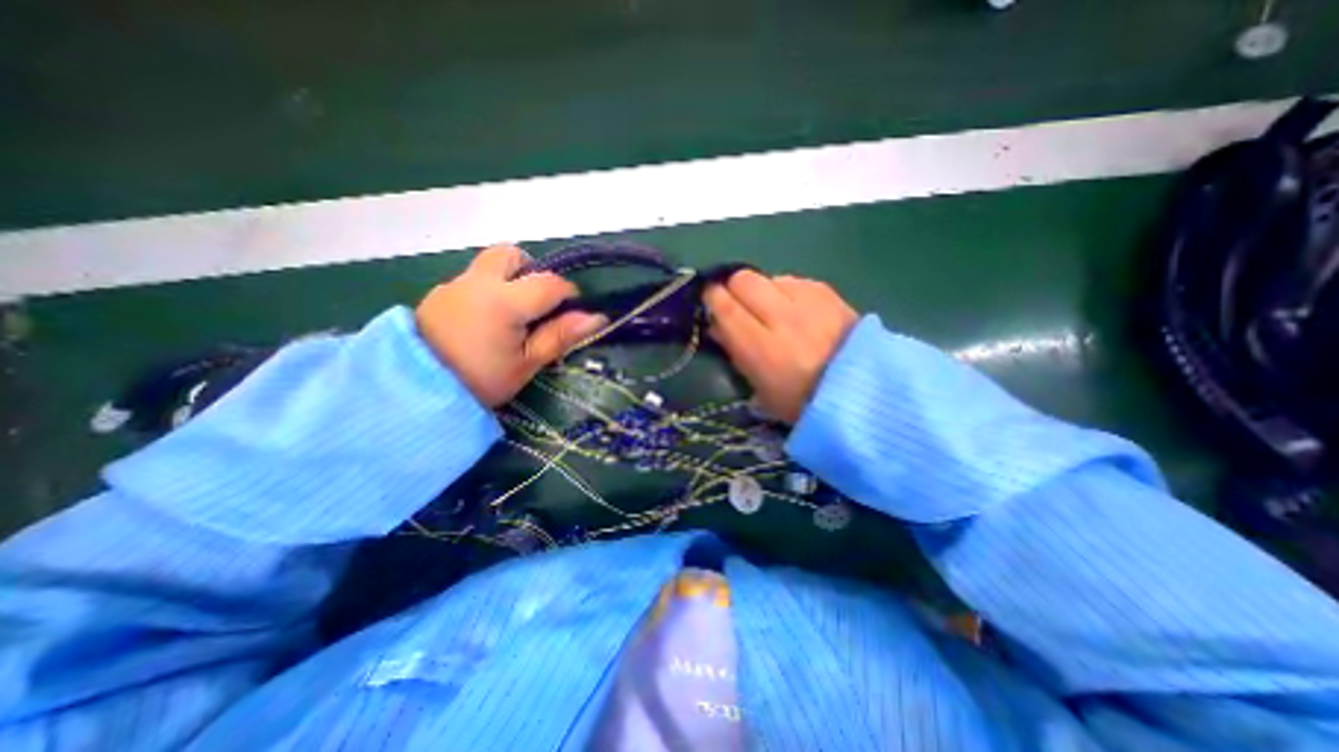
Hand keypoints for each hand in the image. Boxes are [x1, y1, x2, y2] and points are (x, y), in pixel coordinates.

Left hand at [416, 248, 610, 408]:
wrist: (414, 393)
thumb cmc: (481, 380)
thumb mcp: (527, 363)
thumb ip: (560, 335)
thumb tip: (598, 318)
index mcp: (504, 300)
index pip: (549, 283)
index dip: (568, 294)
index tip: (572, 313)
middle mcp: (477, 282)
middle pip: (511, 254)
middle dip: (532, 270)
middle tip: (538, 302)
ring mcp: (454, 286)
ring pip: (489, 266)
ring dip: (509, 280)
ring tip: (512, 316)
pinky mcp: (438, 295)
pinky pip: (471, 281)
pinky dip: (487, 291)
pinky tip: (485, 322)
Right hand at [703, 271, 855, 421]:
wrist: (861, 393)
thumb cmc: (802, 402)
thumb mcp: (759, 390)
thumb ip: (735, 353)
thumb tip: (717, 327)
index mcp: (760, 348)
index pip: (724, 306)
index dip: (711, 299)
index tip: (710, 303)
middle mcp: (781, 317)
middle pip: (743, 279)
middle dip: (734, 289)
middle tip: (739, 305)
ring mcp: (807, 301)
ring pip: (768, 276)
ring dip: (762, 290)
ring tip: (772, 309)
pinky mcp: (827, 292)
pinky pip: (794, 280)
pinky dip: (787, 290)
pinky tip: (796, 309)